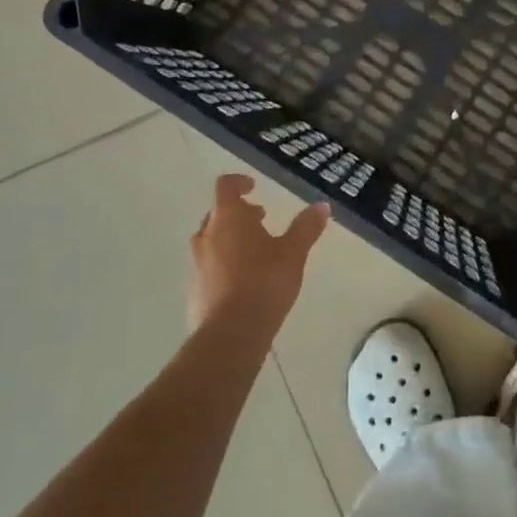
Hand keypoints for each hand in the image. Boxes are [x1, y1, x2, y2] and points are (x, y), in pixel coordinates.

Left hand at [189, 175, 329, 331]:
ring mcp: (197, 264)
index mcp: (228, 218)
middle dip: (238, 214)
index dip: (238, 182)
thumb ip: (306, 227)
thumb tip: (322, 205)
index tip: (254, 187)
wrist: (230, 334)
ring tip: (255, 252)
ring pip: (211, 241)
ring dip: (230, 239)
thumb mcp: (293, 252)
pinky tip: (244, 283)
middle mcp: (207, 236)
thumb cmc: (264, 282)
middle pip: (217, 214)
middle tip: (260, 220)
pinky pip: (209, 267)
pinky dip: (224, 265)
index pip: (225, 186)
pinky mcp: (195, 291)